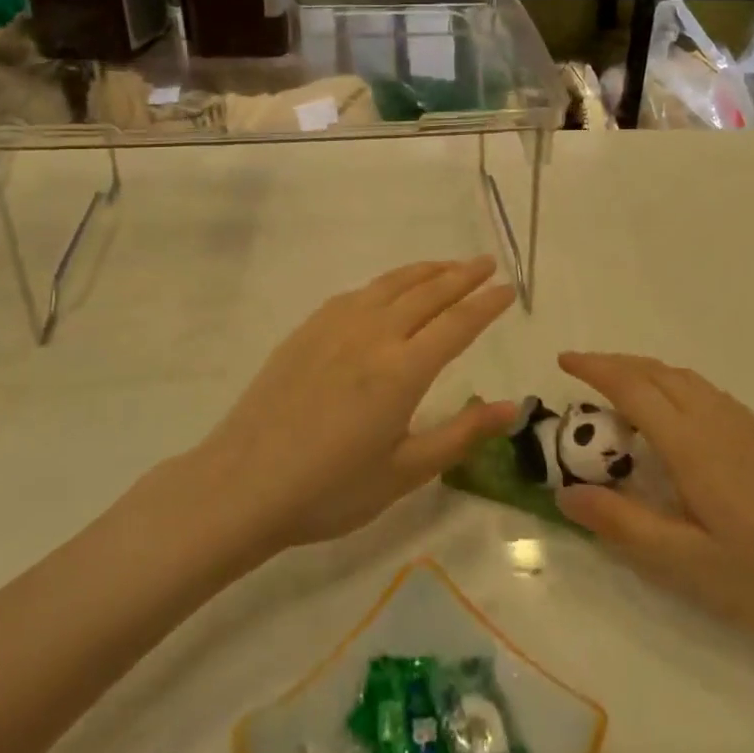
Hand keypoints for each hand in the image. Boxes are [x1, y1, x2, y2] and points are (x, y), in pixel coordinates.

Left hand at [192, 259, 517, 556]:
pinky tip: (388, 291)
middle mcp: (374, 335)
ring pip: (391, 284)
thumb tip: (510, 408)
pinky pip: (358, 293)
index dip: (487, 304)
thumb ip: (461, 434)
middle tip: (487, 263)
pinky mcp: (308, 330)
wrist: (242, 485)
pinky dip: (386, 283)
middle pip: (428, 292)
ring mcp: (336, 326)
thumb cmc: (330, 489)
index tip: (510, 289)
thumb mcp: (405, 472)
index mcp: (403, 370)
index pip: (458, 323)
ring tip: (448, 266)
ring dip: (426, 271)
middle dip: (463, 275)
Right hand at [554, 353, 753, 651]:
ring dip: (647, 372)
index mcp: (694, 445)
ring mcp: (750, 425)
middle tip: (583, 372)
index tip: (563, 360)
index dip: (595, 368)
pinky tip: (677, 419)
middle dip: (616, 363)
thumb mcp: (687, 565)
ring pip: (687, 379)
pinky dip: (676, 386)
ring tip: (622, 390)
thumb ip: (623, 525)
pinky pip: (710, 393)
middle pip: (659, 372)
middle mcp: (719, 420)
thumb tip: (566, 494)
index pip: (633, 387)